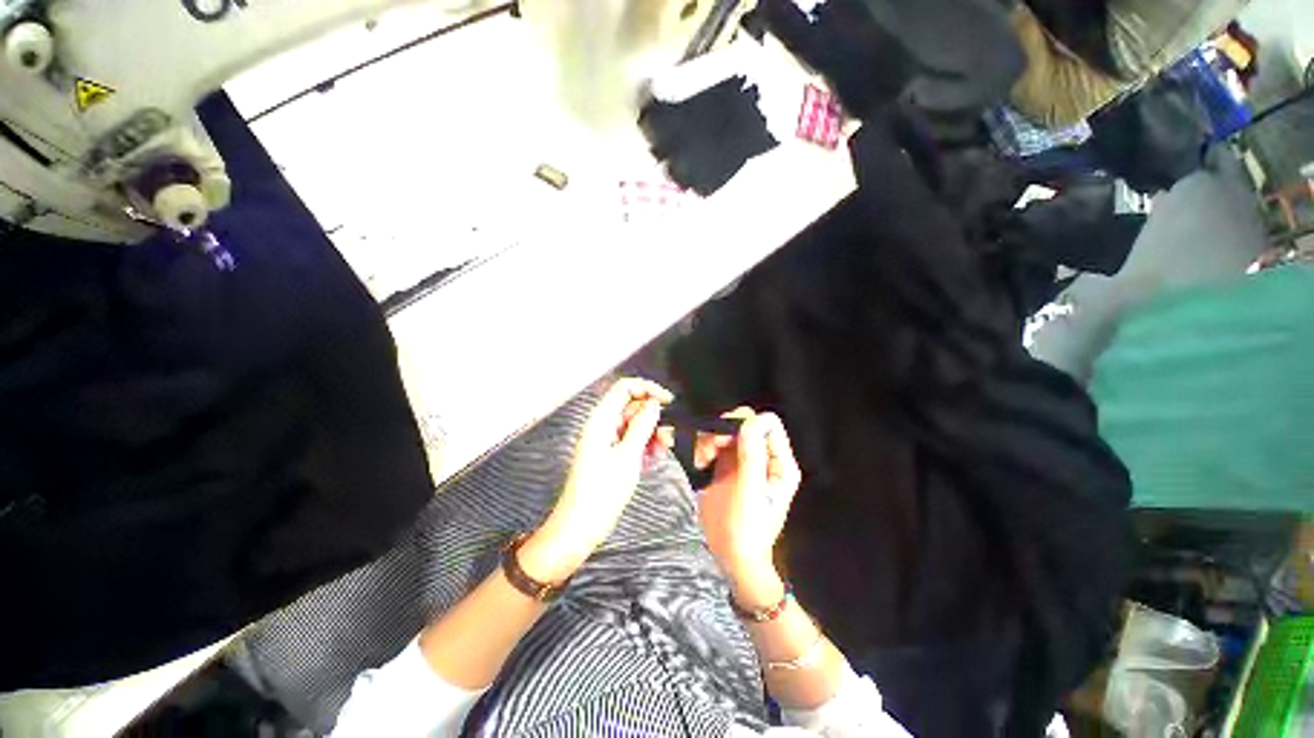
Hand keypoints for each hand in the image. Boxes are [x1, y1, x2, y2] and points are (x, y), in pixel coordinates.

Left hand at [521, 378, 672, 583]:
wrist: (579, 528)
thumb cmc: (601, 493)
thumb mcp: (627, 457)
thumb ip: (642, 426)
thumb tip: (653, 404)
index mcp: (601, 421)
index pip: (624, 388)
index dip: (647, 389)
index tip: (667, 402)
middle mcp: (602, 426)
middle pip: (631, 407)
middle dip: (652, 418)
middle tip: (667, 438)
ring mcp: (605, 441)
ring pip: (633, 425)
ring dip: (650, 434)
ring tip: (660, 452)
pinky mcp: (609, 455)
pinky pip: (630, 441)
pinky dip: (643, 446)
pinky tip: (651, 460)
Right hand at [694, 410, 801, 606]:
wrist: (732, 557)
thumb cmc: (746, 529)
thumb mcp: (750, 492)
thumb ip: (751, 455)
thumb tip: (750, 419)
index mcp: (779, 462)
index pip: (768, 424)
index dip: (746, 424)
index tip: (725, 440)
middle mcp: (765, 457)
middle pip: (745, 423)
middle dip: (724, 431)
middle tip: (709, 450)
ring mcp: (745, 461)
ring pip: (727, 431)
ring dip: (710, 439)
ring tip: (701, 459)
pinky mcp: (728, 467)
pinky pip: (716, 444)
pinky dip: (705, 447)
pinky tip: (700, 462)